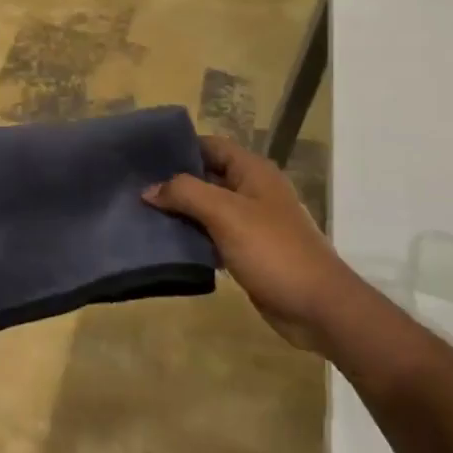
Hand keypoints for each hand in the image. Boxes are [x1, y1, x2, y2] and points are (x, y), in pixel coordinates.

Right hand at [144, 135, 347, 353]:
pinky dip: (192, 236)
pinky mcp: (248, 250)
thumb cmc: (273, 250)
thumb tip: (149, 189)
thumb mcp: (225, 214)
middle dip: (174, 181)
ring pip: (207, 207)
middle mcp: (252, 190)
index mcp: (253, 171)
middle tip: (135, 187)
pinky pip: (213, 235)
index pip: (210, 145)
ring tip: (141, 214)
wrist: (318, 307)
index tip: (143, 155)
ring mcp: (251, 221)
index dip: (179, 146)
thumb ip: (186, 193)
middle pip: (206, 175)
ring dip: (180, 211)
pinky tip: (166, 243)